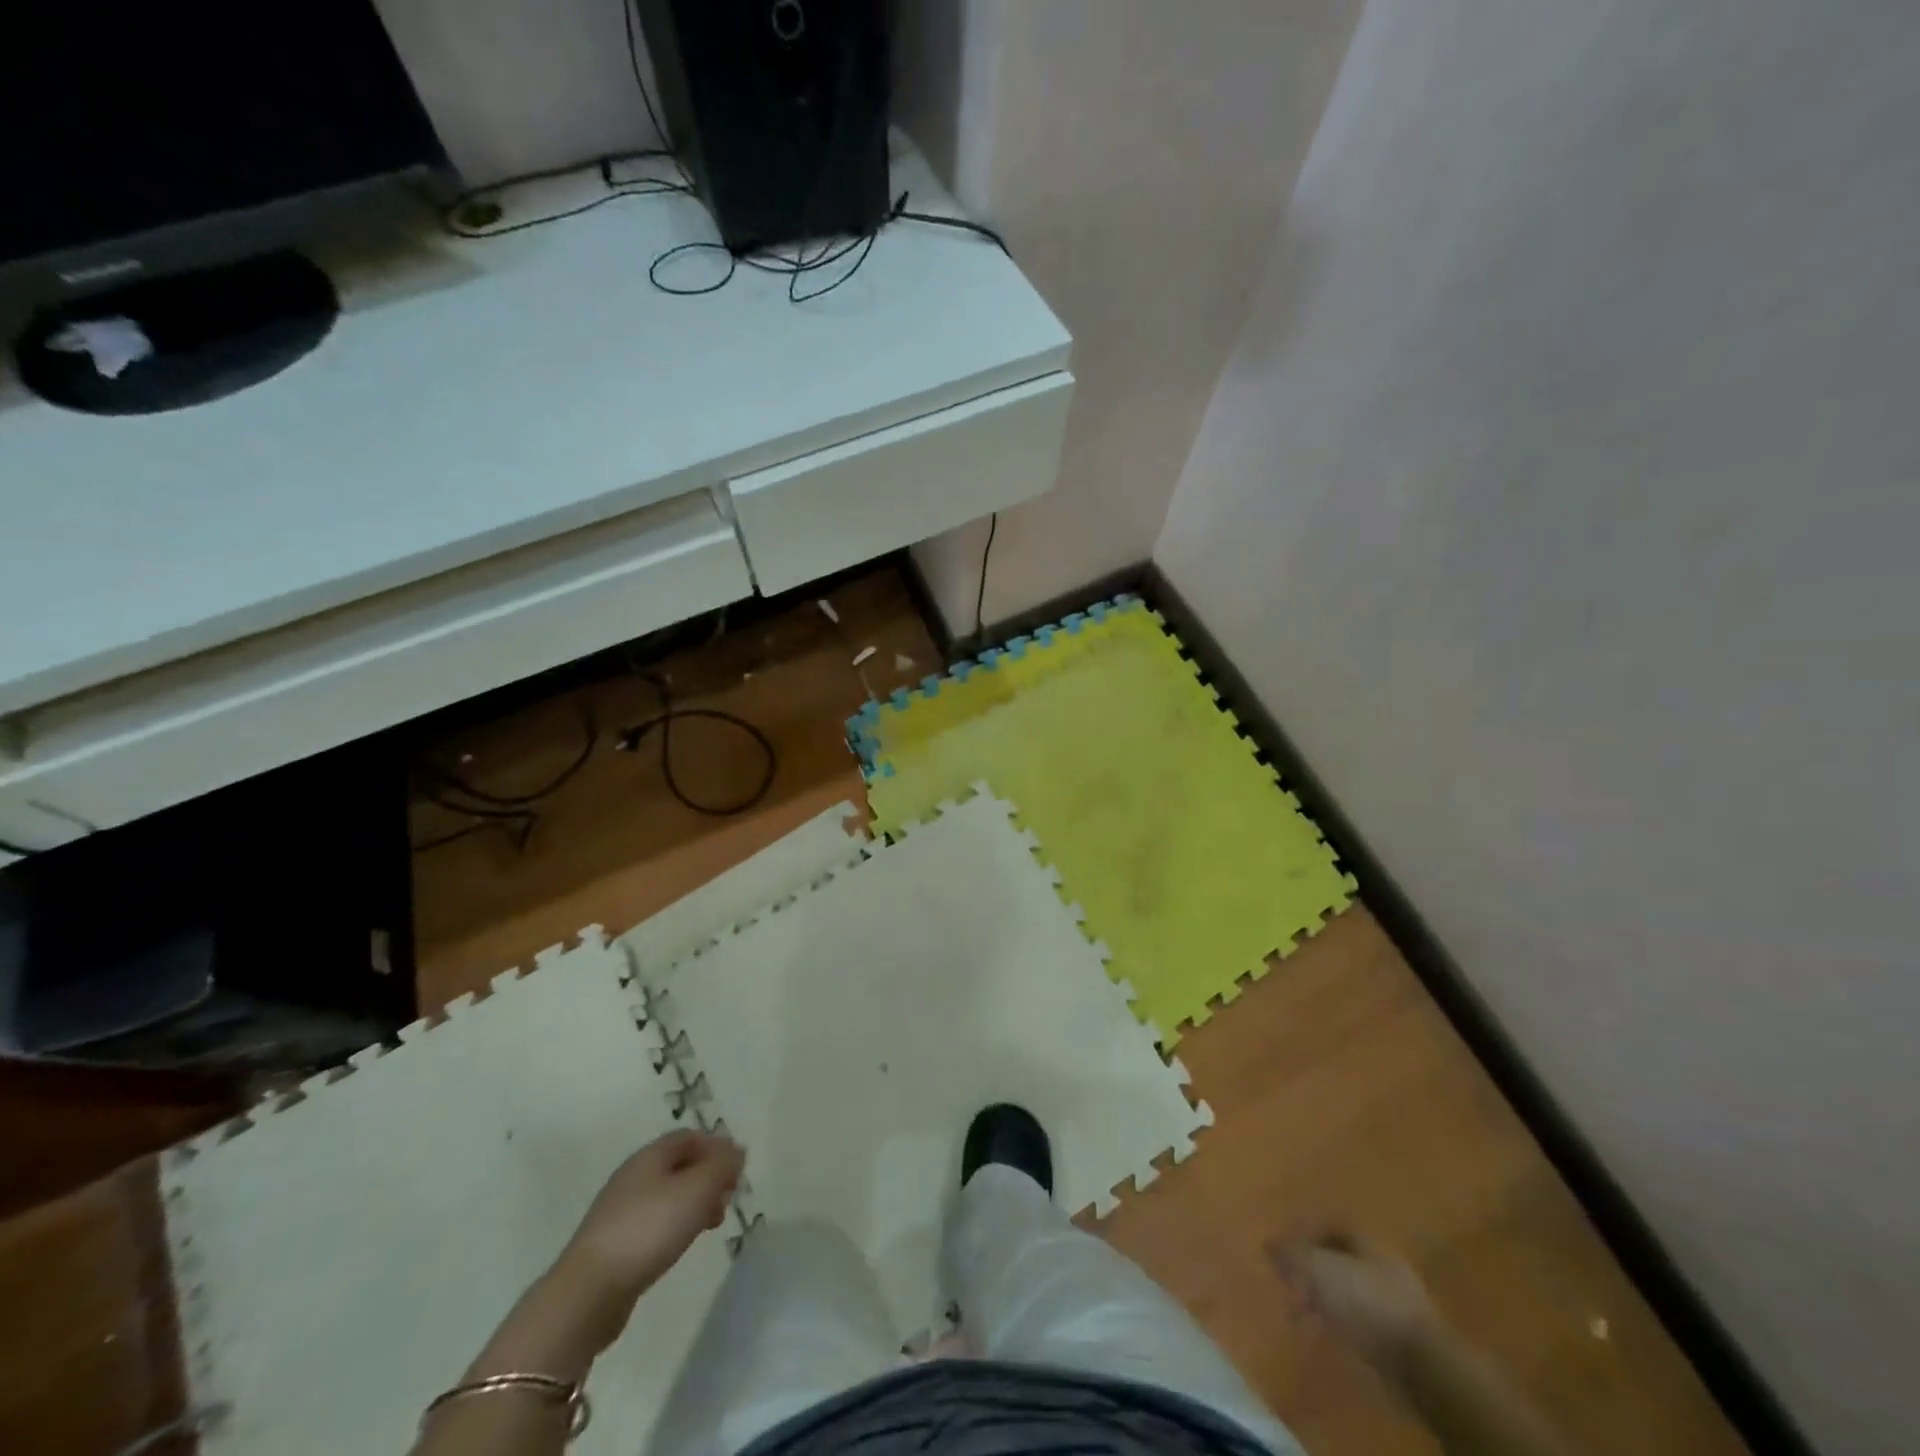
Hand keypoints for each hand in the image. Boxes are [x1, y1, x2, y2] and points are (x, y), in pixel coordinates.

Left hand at [560, 1129, 744, 1299]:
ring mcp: (619, 1211)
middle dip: (708, 1177)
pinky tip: (681, 1244)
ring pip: (668, 1195)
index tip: (737, 1171)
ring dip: (694, 1203)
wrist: (589, 1292)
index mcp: (650, 1155)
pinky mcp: (613, 1244)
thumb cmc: (649, 1229)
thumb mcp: (698, 1189)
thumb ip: (722, 1165)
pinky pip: (654, 1222)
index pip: (690, 1137)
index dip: (717, 1147)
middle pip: (679, 1165)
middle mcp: (633, 1176)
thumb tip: (736, 1151)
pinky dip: (675, 1225)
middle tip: (728, 1198)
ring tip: (712, 1224)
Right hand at [1273, 1231, 1440, 1381]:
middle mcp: (1382, 1259)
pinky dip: (1344, 1321)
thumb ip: (1290, 1253)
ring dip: (1328, 1297)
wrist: (1420, 1362)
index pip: (1329, 1224)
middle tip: (1290, 1282)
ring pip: (1351, 1287)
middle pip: (1340, 1256)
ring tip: (1306, 1311)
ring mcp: (1397, 1297)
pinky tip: (1331, 1332)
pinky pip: (1363, 1317)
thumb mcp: (1317, 1269)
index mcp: (1365, 1237)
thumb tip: (1268, 1242)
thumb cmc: (1365, 1302)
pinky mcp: (1402, 1332)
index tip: (1282, 1251)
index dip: (1303, 1234)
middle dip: (1314, 1268)